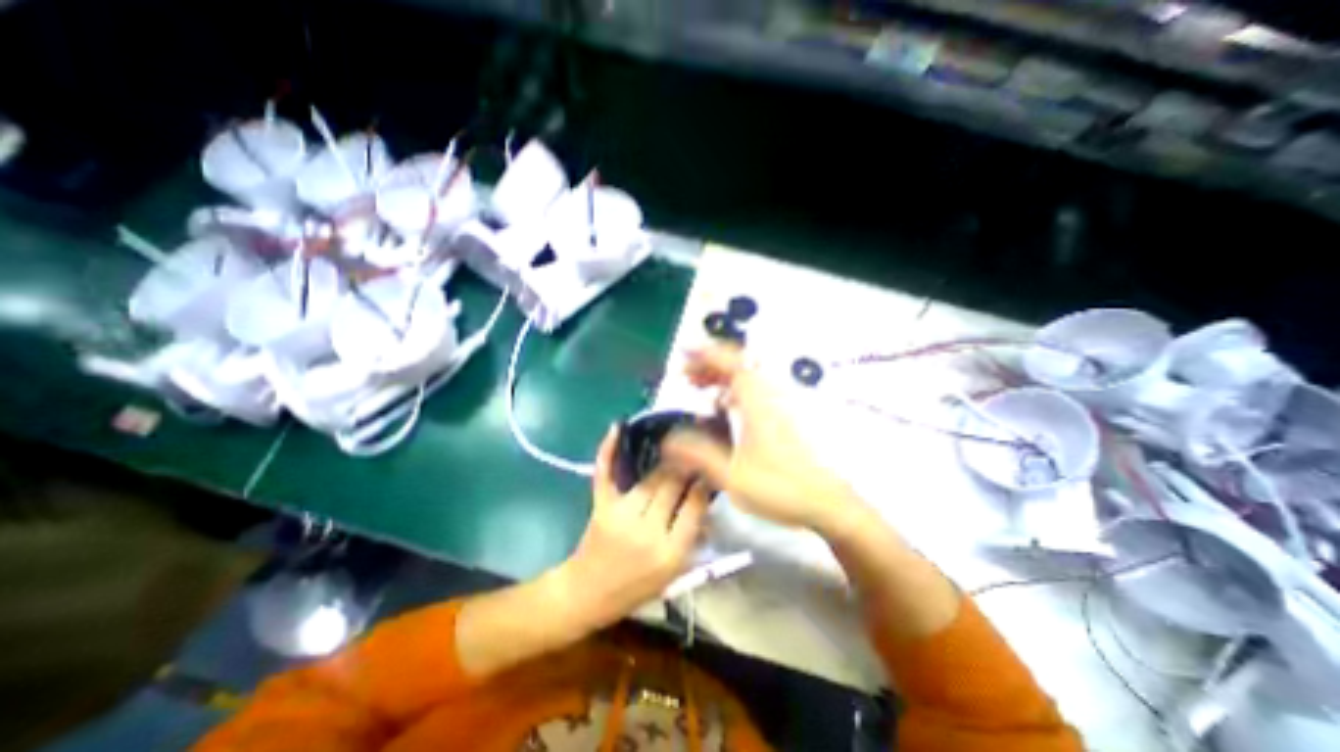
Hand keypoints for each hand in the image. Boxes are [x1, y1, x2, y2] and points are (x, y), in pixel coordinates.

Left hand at [551, 425, 709, 630]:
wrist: (587, 594)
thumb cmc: (635, 589)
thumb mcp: (673, 576)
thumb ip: (692, 541)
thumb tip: (708, 509)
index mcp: (670, 552)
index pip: (694, 506)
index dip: (704, 484)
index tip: (711, 471)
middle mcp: (647, 530)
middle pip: (673, 486)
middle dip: (687, 467)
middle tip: (697, 454)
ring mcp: (621, 515)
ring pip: (651, 478)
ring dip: (666, 462)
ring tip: (677, 448)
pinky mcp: (602, 506)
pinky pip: (606, 473)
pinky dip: (609, 450)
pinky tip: (618, 428)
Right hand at [660, 344, 856, 528]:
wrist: (826, 502)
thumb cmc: (780, 487)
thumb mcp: (732, 475)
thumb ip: (698, 455)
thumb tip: (668, 441)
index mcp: (757, 402)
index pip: (731, 363)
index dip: (705, 353)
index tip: (683, 351)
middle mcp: (769, 396)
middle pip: (738, 365)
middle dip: (709, 364)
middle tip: (685, 375)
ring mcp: (778, 404)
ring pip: (746, 377)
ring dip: (720, 376)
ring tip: (698, 386)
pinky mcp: (782, 415)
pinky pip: (753, 391)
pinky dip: (733, 390)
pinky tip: (722, 408)